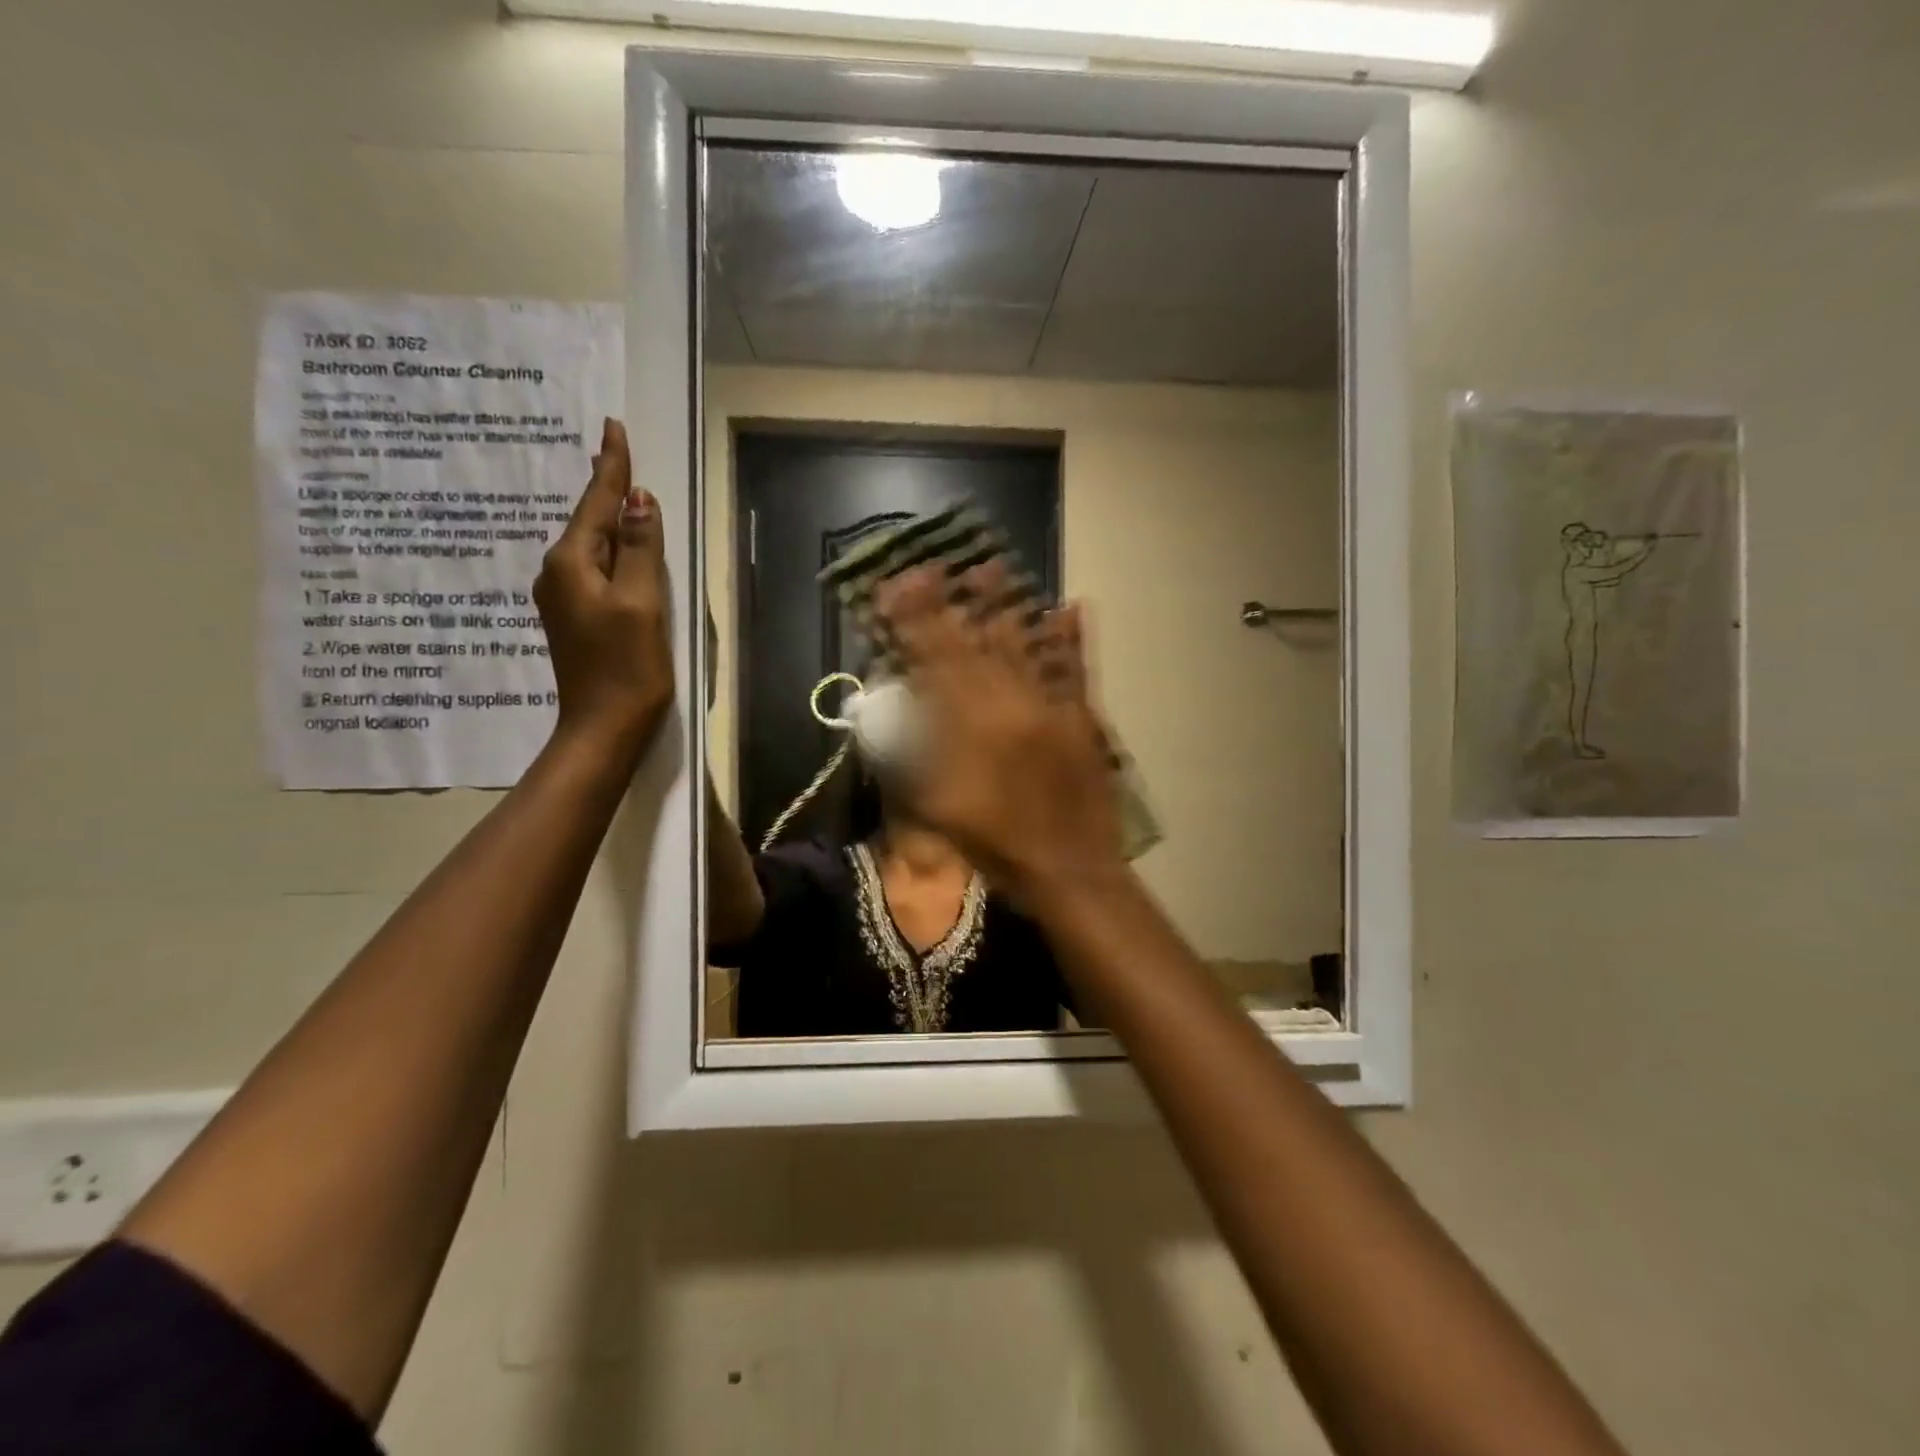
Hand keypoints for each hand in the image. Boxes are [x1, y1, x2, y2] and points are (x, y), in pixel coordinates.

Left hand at [533, 418, 672, 762]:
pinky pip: (594, 569)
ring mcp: (563, 598)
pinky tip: (621, 548)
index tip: (612, 427)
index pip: (595, 503)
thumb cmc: (627, 666)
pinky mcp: (576, 618)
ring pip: (592, 546)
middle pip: (589, 521)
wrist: (603, 727)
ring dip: (609, 521)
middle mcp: (558, 573)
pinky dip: (611, 551)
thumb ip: (641, 550)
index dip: (610, 467)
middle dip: (606, 488)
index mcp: (571, 563)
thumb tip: (639, 500)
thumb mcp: (642, 604)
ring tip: (624, 492)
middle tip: (619, 450)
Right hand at [874, 563, 1123, 901]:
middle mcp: (1010, 705)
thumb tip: (903, 714)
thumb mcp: (939, 806)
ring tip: (992, 564)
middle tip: (936, 566)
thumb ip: (917, 757)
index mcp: (971, 728)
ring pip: (1024, 645)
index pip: (934, 661)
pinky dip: (1071, 637)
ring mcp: (1052, 706)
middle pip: (975, 643)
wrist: (1070, 869)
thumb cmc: (998, 845)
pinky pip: (1077, 668)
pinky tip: (1071, 606)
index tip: (898, 588)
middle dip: (951, 603)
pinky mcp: (1083, 718)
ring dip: (1006, 605)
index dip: (913, 622)